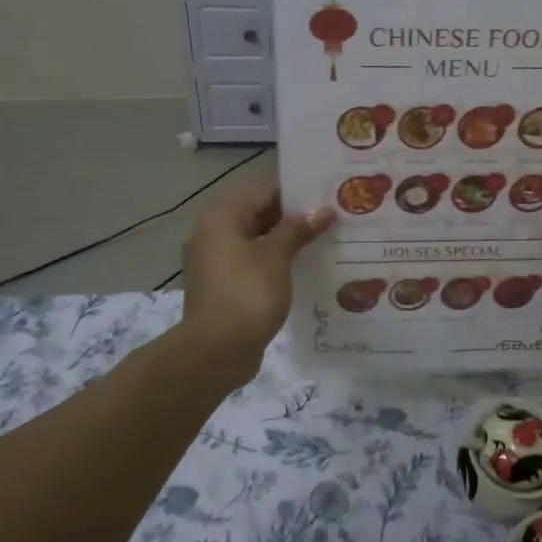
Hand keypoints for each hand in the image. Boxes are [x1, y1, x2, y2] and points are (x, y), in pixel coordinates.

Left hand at [180, 180, 333, 379]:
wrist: (217, 350)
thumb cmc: (248, 293)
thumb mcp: (277, 256)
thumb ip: (298, 229)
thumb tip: (321, 210)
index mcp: (221, 218)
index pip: (261, 191)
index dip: (294, 194)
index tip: (325, 198)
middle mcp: (212, 235)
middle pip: (256, 215)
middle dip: (291, 219)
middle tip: (329, 221)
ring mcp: (214, 263)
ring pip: (255, 241)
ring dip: (284, 242)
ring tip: (322, 244)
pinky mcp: (221, 288)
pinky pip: (251, 264)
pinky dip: (273, 264)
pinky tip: (301, 271)